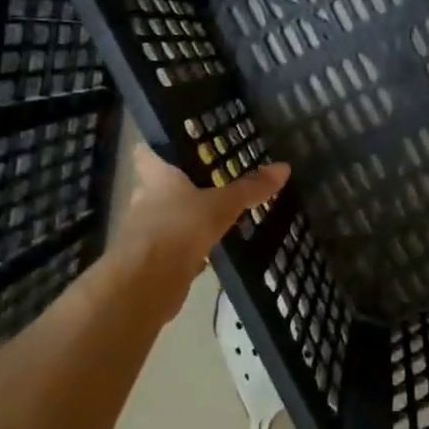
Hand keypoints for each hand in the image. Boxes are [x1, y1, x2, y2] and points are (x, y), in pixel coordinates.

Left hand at [114, 144, 290, 281]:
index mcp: (156, 178)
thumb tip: (284, 167)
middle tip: (211, 182)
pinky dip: (188, 249)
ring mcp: (144, 233)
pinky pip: (172, 248)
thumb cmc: (180, 227)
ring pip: (166, 218)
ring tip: (215, 216)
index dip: (158, 147)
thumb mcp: (222, 205)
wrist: (147, 283)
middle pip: (159, 187)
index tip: (178, 146)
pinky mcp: (151, 261)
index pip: (146, 153)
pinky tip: (209, 251)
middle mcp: (145, 201)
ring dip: (185, 219)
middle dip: (181, 187)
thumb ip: (250, 188)